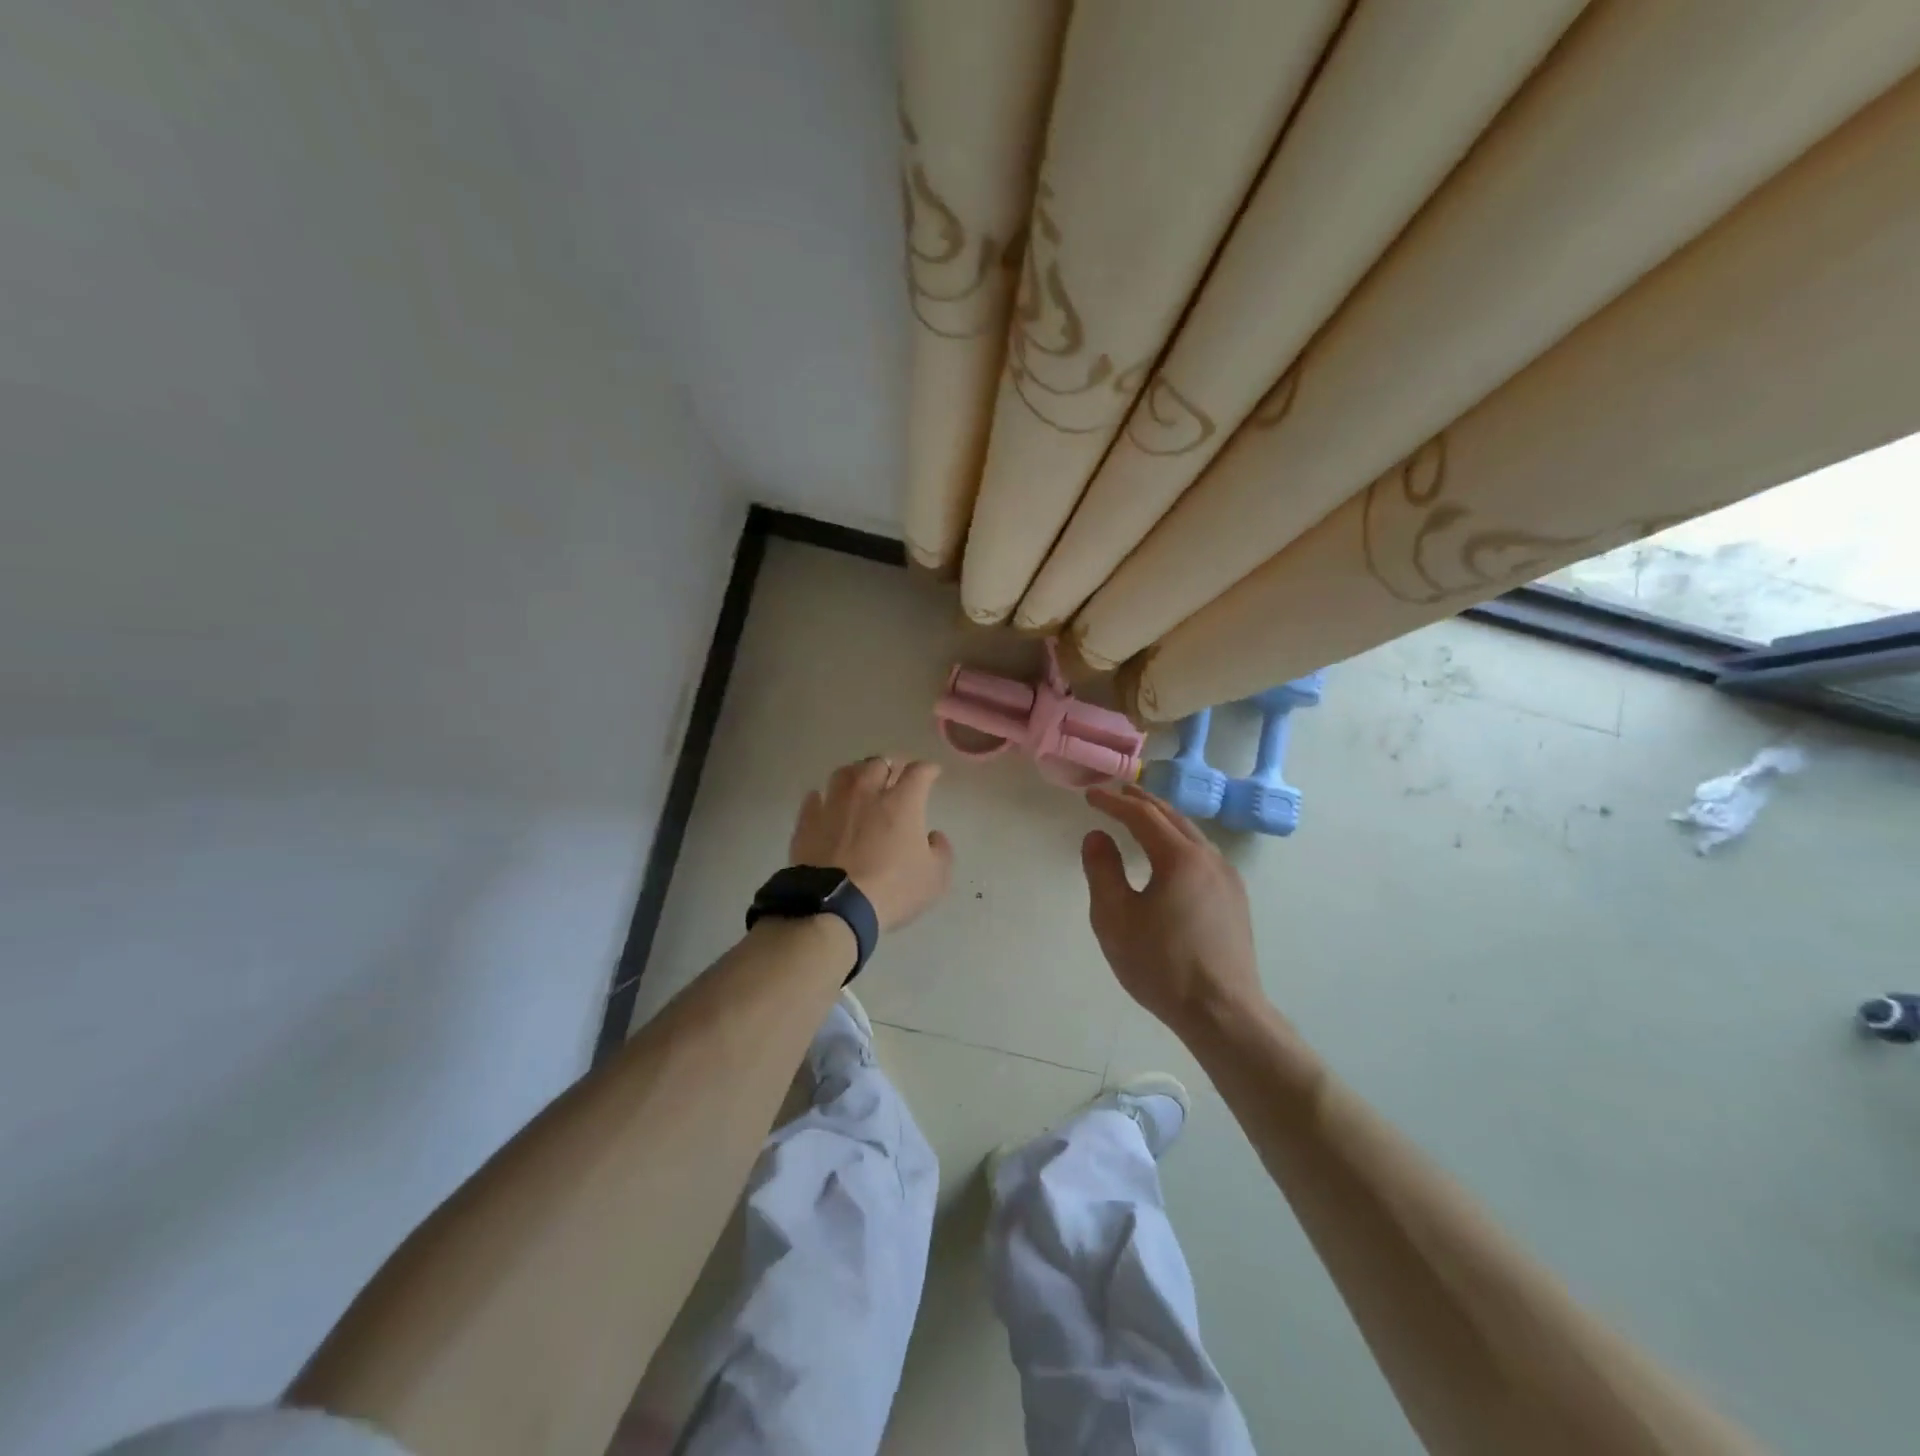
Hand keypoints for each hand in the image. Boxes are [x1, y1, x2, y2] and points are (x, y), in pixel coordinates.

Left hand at [791, 756, 954, 931]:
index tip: (933, 773)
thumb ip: (941, 851)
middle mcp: (867, 793)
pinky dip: (824, 798)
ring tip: (861, 782)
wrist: (835, 906)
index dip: (928, 769)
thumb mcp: (935, 878)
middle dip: (890, 766)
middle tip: (895, 776)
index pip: (919, 771)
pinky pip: (815, 798)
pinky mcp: (808, 821)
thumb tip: (934, 837)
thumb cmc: (892, 890)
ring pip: (845, 773)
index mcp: (902, 802)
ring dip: (857, 774)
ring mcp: (834, 804)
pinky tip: (826, 804)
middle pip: (878, 764)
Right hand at [1081, 784, 1264, 1035]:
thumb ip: (1102, 870)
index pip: (1142, 816)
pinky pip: (1203, 855)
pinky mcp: (1235, 900)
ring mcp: (1228, 879)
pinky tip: (1170, 856)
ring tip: (1140, 818)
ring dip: (1163, 821)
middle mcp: (1210, 858)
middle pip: (1172, 817)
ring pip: (1191, 835)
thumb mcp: (1115, 918)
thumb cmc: (1162, 965)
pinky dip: (1179, 841)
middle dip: (1141, 802)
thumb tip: (1097, 836)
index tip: (1090, 795)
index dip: (1114, 802)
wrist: (1222, 1013)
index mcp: (1180, 857)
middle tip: (1116, 794)